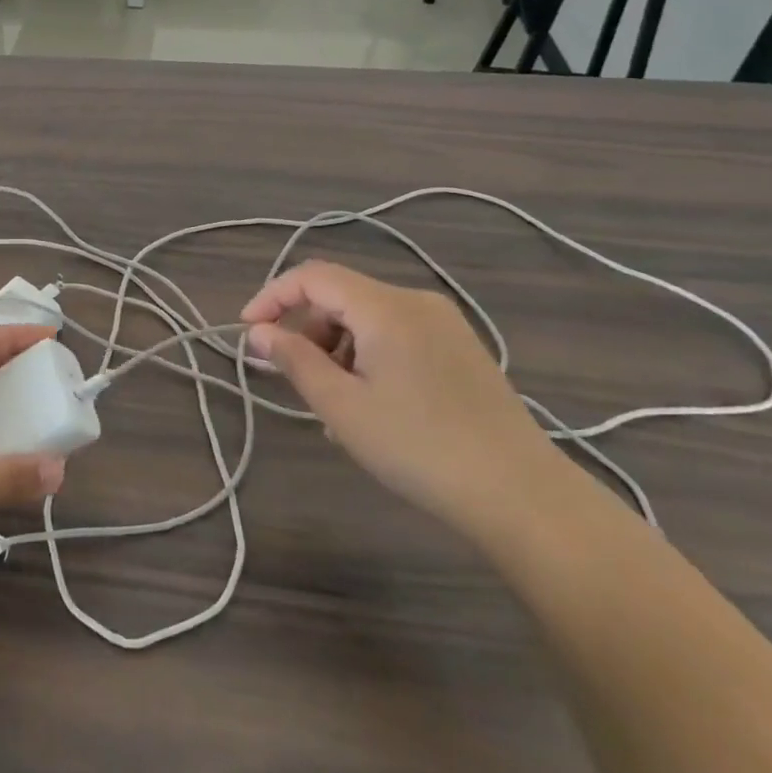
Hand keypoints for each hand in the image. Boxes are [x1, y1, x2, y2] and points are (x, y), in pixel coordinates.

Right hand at [242, 262, 564, 534]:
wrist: (523, 496)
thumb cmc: (419, 447)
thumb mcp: (342, 407)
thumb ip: (294, 360)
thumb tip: (259, 332)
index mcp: (385, 306)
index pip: (312, 276)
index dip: (272, 297)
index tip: (248, 331)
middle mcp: (415, 302)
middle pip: (340, 295)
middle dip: (305, 329)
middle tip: (289, 375)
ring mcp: (444, 324)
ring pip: (367, 317)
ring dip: (335, 347)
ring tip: (330, 401)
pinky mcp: (461, 350)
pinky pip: (396, 335)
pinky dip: (367, 356)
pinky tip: (369, 403)